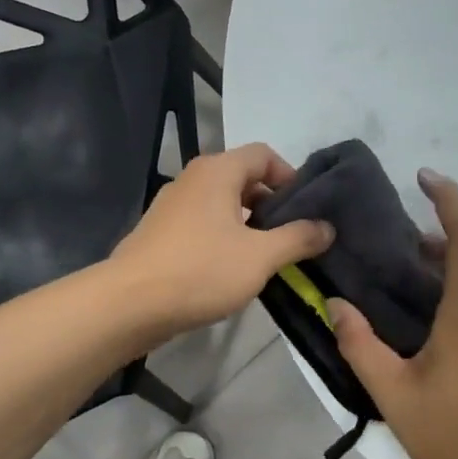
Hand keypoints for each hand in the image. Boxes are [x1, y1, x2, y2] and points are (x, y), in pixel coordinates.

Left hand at [111, 143, 333, 340]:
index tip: (307, 209)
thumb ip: (298, 238)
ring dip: (249, 223)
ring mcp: (172, 205)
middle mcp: (193, 179)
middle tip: (292, 235)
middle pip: (243, 177)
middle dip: (272, 203)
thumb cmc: (200, 271)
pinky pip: (203, 223)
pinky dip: (224, 236)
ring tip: (268, 255)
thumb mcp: (260, 256)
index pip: (263, 154)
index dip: (290, 176)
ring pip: (222, 203)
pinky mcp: (161, 232)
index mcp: (217, 171)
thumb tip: (327, 227)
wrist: (130, 304)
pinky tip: (233, 269)